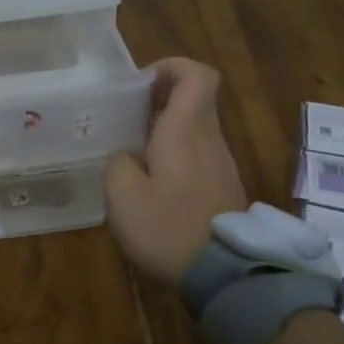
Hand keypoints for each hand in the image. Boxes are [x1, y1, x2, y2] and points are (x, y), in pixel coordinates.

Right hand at [105, 58, 247, 285]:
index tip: (141, 84)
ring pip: (196, 128)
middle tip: (125, 118)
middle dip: (160, 99)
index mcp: (186, 131)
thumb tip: (127, 155)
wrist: (225, 276)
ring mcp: (221, 165)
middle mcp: (210, 140)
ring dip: (166, 128)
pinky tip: (152, 182)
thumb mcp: (122, 196)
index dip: (171, 67)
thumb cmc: (168, 228)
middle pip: (195, 99)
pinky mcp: (223, 188)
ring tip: (133, 151)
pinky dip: (176, 153)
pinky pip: (199, 154)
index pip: (197, 75)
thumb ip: (118, 163)